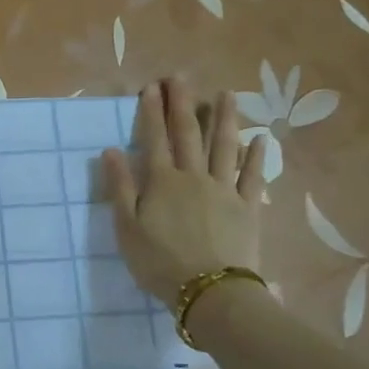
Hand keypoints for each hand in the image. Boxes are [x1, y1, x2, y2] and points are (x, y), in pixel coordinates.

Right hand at [102, 78, 268, 337]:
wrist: (209, 291)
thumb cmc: (159, 262)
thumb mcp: (127, 228)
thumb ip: (120, 188)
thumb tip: (111, 151)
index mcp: (162, 182)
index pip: (154, 139)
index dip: (151, 112)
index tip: (151, 87)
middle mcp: (194, 177)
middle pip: (188, 134)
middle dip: (183, 104)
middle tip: (181, 77)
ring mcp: (224, 190)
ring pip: (224, 147)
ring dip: (224, 118)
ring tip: (226, 94)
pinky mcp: (248, 207)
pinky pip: (252, 176)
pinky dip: (255, 156)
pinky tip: (258, 139)